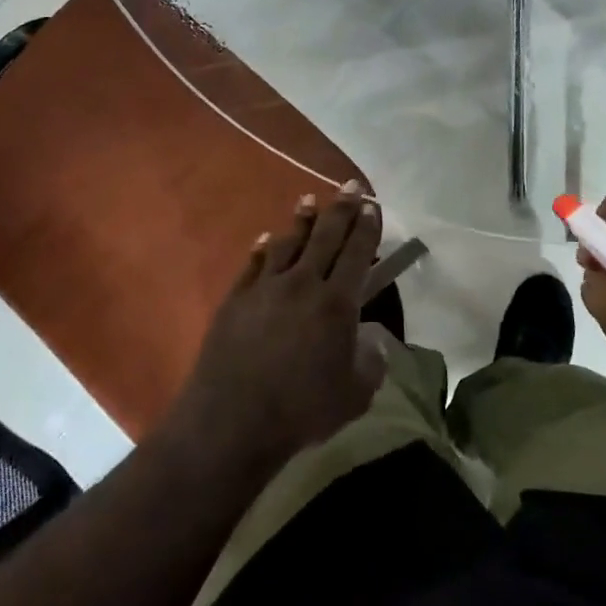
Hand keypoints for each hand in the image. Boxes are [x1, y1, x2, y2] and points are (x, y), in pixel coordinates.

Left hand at [167, 181, 387, 473]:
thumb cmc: (302, 409)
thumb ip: (372, 361)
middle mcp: (303, 284)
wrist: (233, 420)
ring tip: (309, 200)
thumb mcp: (356, 394)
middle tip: (351, 186)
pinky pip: (254, 264)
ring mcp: (265, 288)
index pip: (357, 254)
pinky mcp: (236, 299)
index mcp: (337, 303)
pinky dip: (263, 248)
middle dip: (341, 209)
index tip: (373, 206)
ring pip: (288, 243)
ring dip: (302, 220)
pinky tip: (267, 239)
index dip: (367, 228)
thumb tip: (371, 338)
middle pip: (326, 237)